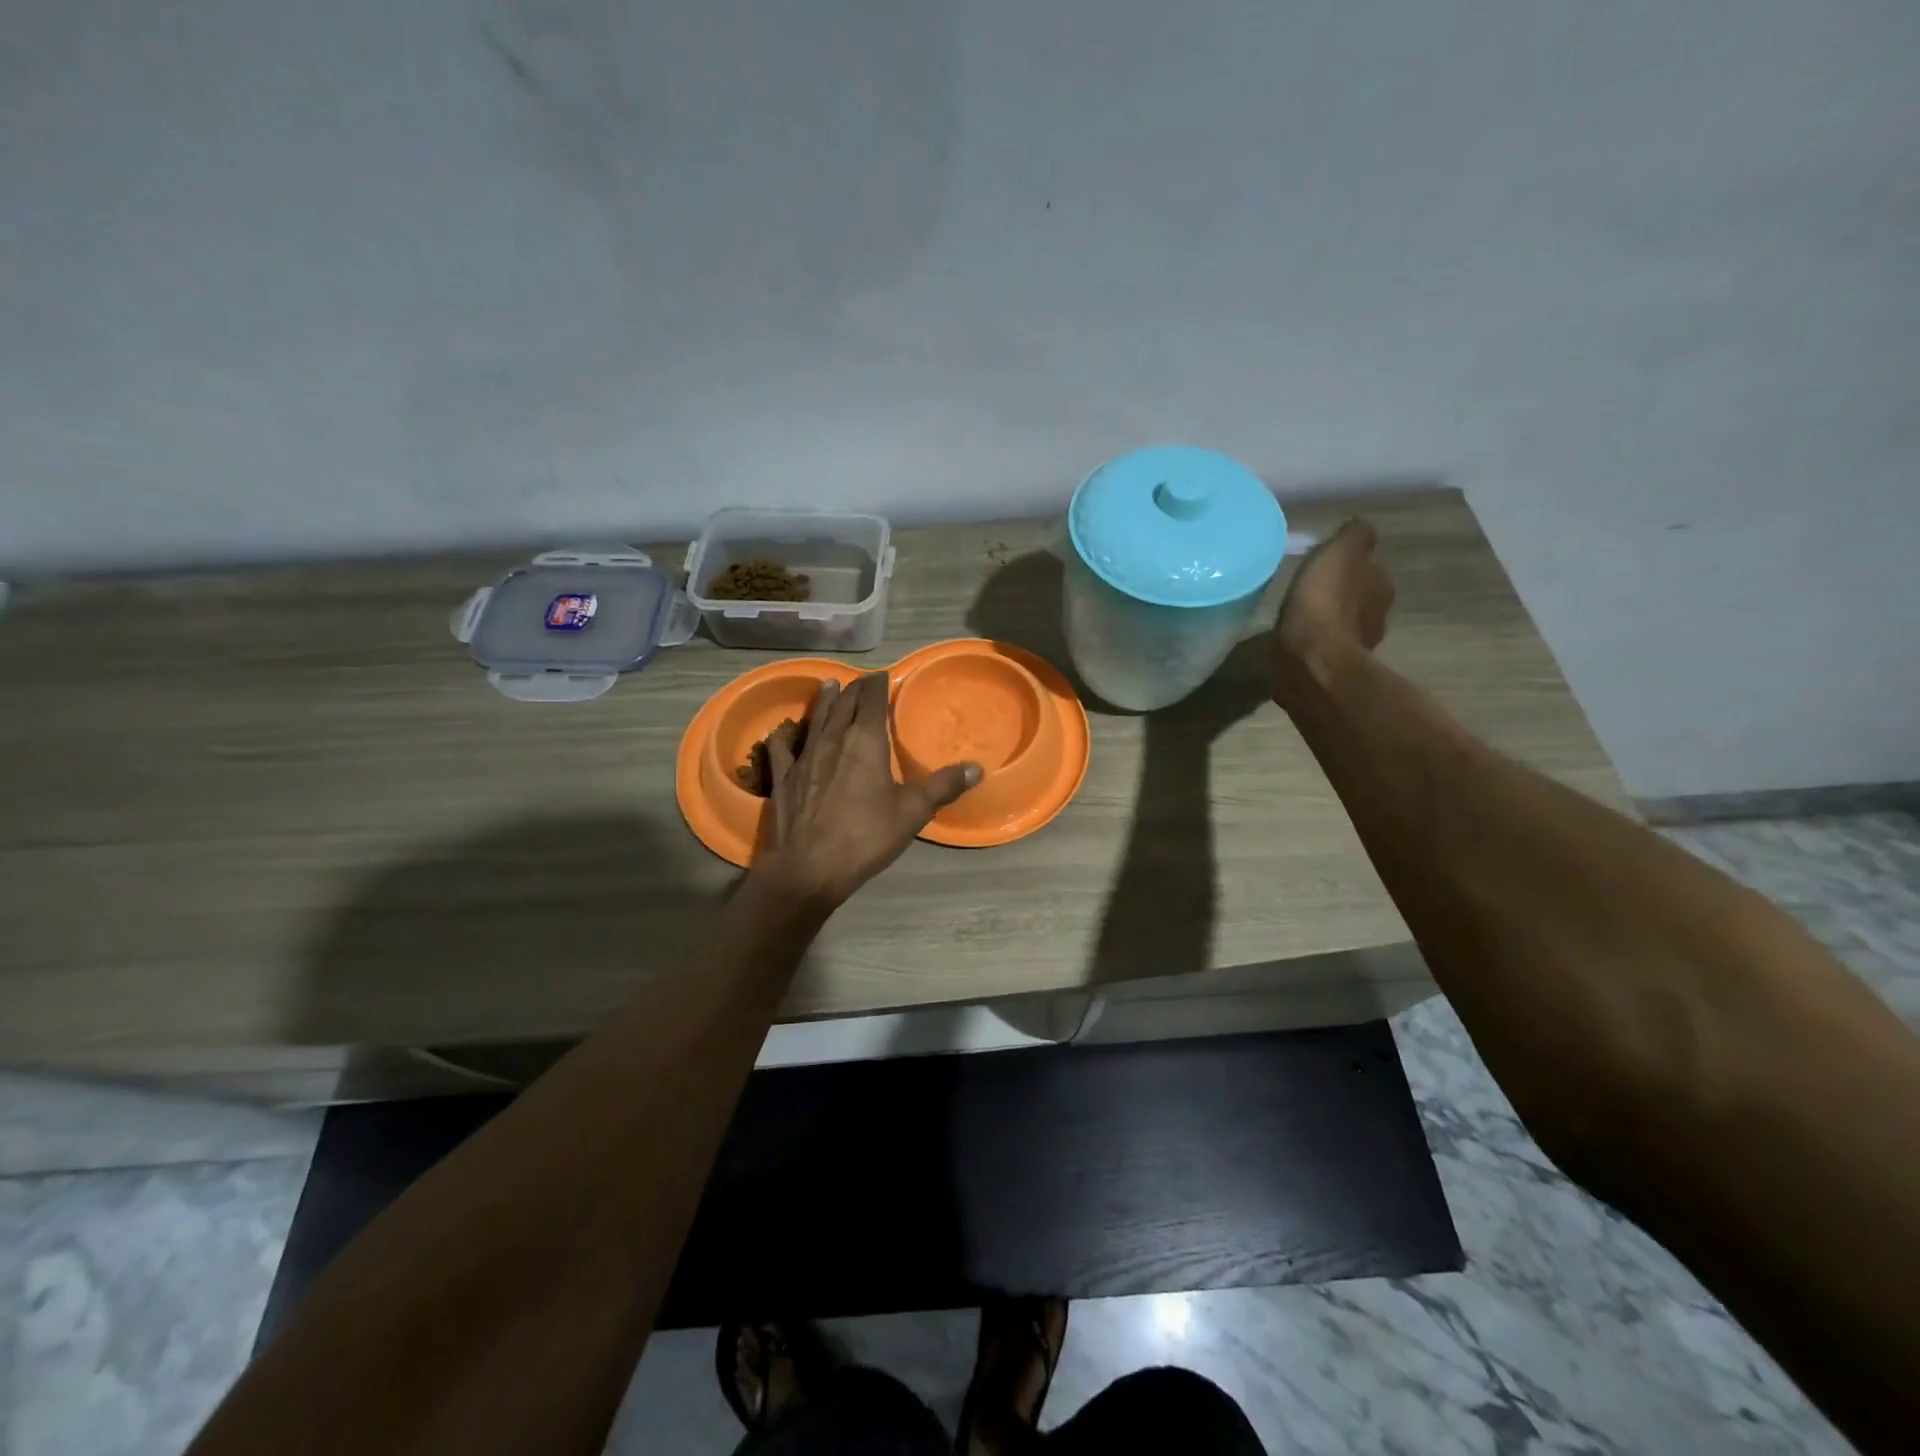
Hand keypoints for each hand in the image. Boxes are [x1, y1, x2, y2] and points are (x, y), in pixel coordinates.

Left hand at [754, 673, 980, 912]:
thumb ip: (943, 786)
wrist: (809, 867)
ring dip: (825, 701)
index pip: (871, 700)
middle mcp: (833, 740)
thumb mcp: (913, 812)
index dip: (877, 685)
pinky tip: (785, 729)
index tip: (883, 676)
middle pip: (843, 705)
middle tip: (863, 682)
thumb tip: (977, 768)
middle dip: (855, 690)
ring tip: (830, 686)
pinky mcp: (784, 778)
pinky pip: (782, 747)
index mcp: (865, 741)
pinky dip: (786, 734)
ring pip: (816, 719)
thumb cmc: (866, 836)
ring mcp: (804, 757)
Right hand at [1271, 519, 1394, 701]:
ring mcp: (1356, 649)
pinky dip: (1315, 646)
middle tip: (1313, 593)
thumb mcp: (1340, 553)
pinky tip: (1297, 643)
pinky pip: (1324, 651)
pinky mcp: (1332, 671)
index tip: (1326, 567)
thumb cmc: (1324, 602)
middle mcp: (1377, 617)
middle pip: (1359, 600)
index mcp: (1380, 587)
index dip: (1349, 567)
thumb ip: (1353, 537)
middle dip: (1341, 597)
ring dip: (1328, 624)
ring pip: (1343, 627)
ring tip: (1302, 619)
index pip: (1370, 569)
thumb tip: (1360, 527)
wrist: (1312, 663)